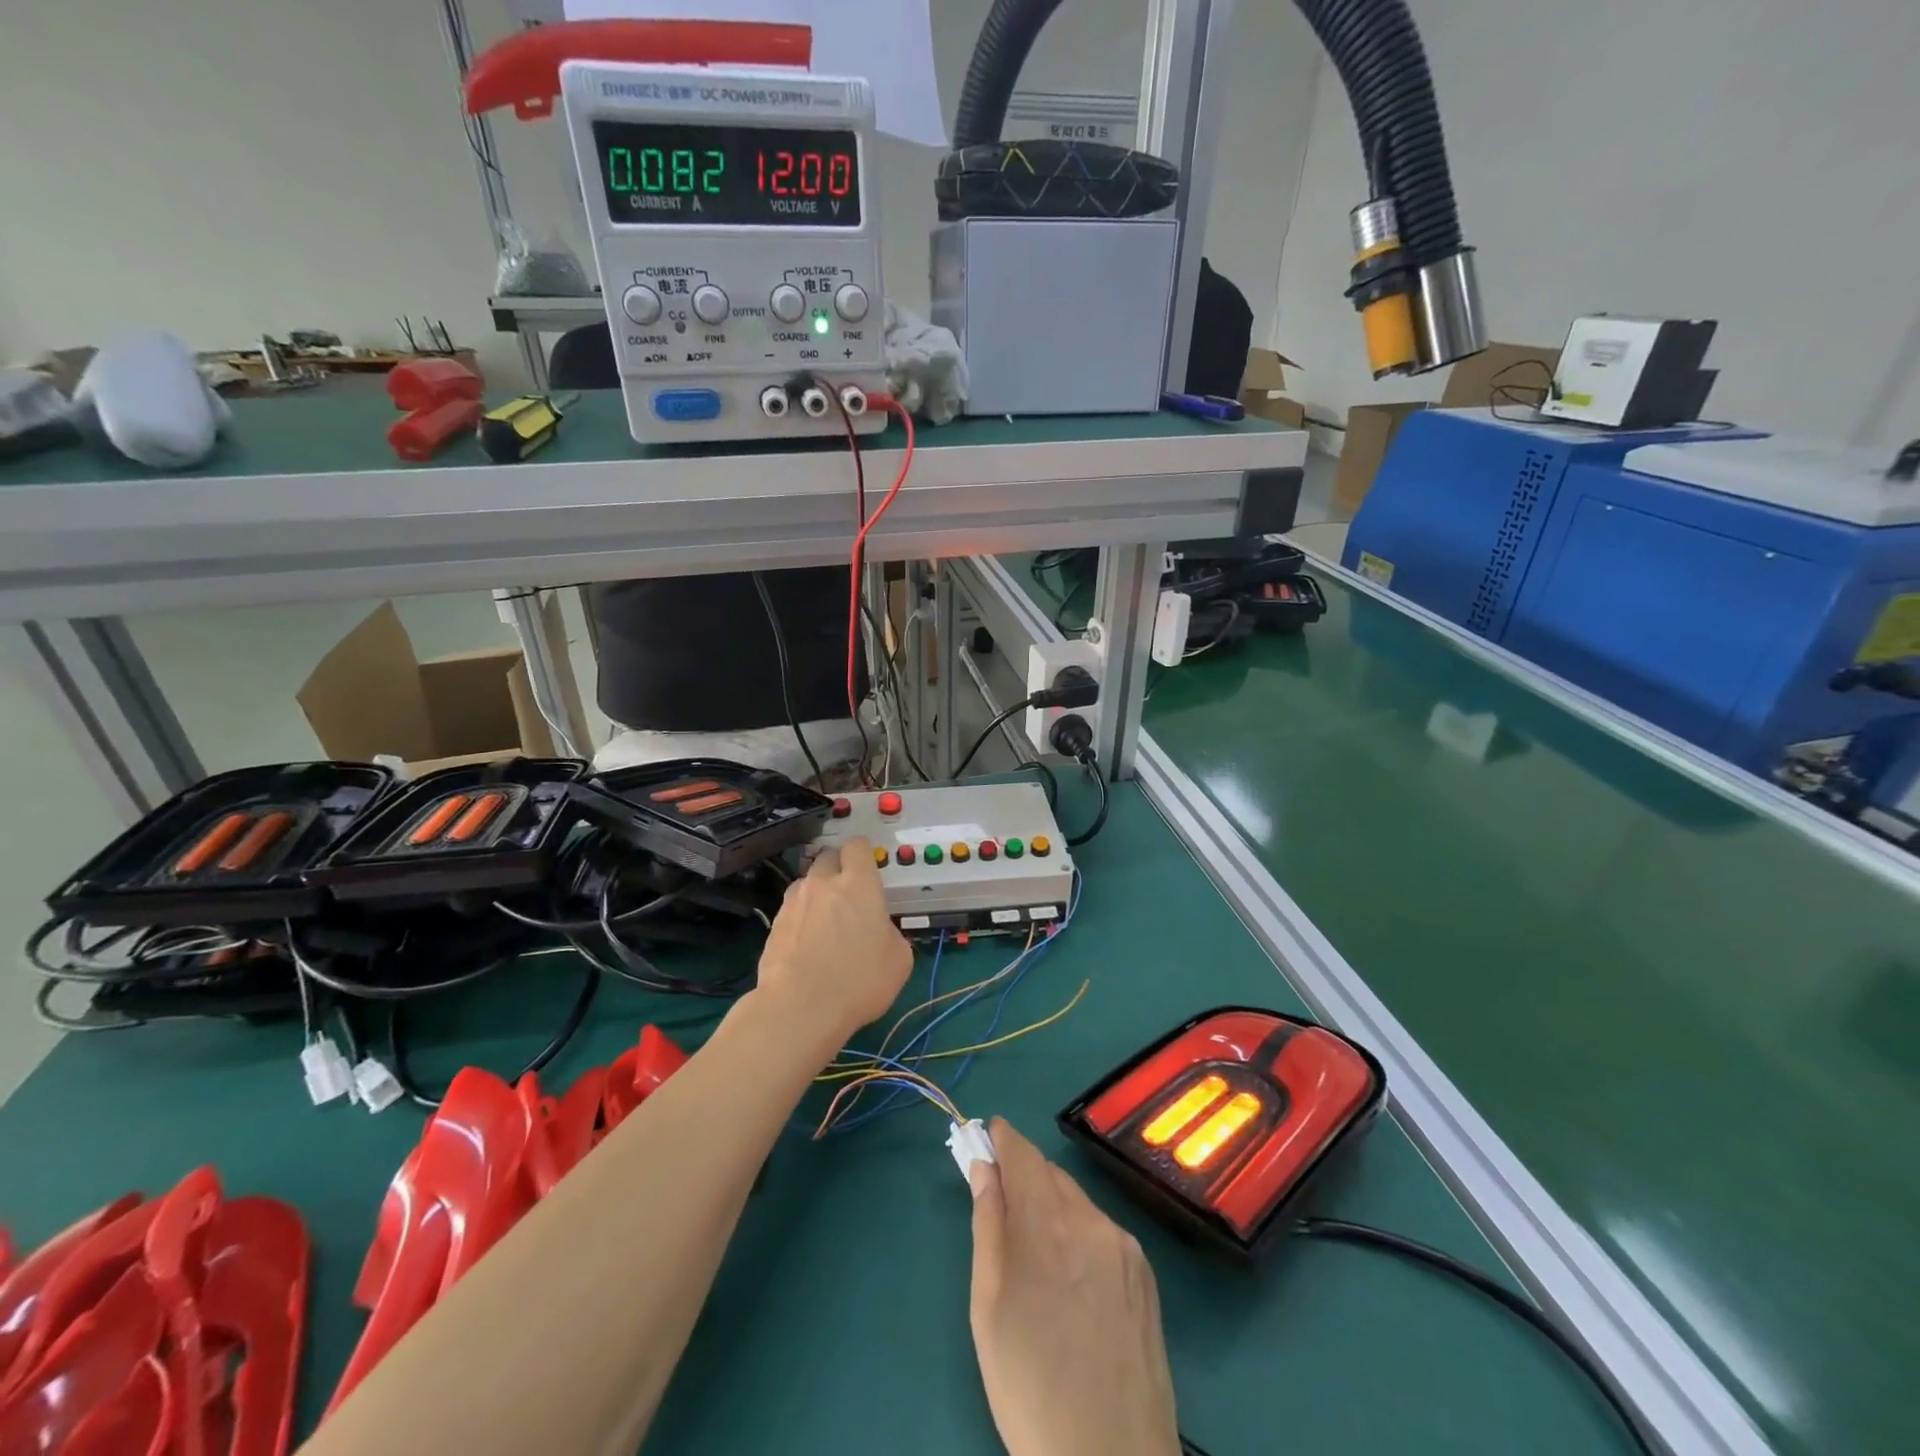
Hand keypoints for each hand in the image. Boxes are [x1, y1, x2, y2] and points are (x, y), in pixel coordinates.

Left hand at [757, 837, 911, 1045]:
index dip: (863, 854)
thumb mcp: (899, 960)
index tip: (869, 870)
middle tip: (848, 896)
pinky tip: (806, 946)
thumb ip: (890, 933)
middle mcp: (822, 883)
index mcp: (858, 883)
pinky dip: (800, 920)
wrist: (799, 1009)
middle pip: (827, 857)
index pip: (857, 846)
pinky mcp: (773, 925)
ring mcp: (793, 903)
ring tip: (824, 923)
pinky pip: (791, 911)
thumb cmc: (859, 980)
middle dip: (838, 869)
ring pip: (806, 883)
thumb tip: (880, 932)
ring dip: (816, 894)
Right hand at [968, 1118, 1179, 1455]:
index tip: (987, 1134)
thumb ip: (987, 1224)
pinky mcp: (1145, 1273)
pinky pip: (1101, 1231)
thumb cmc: (1029, 1387)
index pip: (1022, 1153)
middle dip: (1023, 1175)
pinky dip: (1079, 1232)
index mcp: (1047, 1223)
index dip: (1002, 1137)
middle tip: (1000, 1199)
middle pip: (1050, 1174)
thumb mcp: (988, 1306)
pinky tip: (1071, 1280)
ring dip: (1052, 1205)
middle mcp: (1091, 1219)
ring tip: (1035, 1253)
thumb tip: (982, 1166)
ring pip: (1077, 1202)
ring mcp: (1123, 1245)